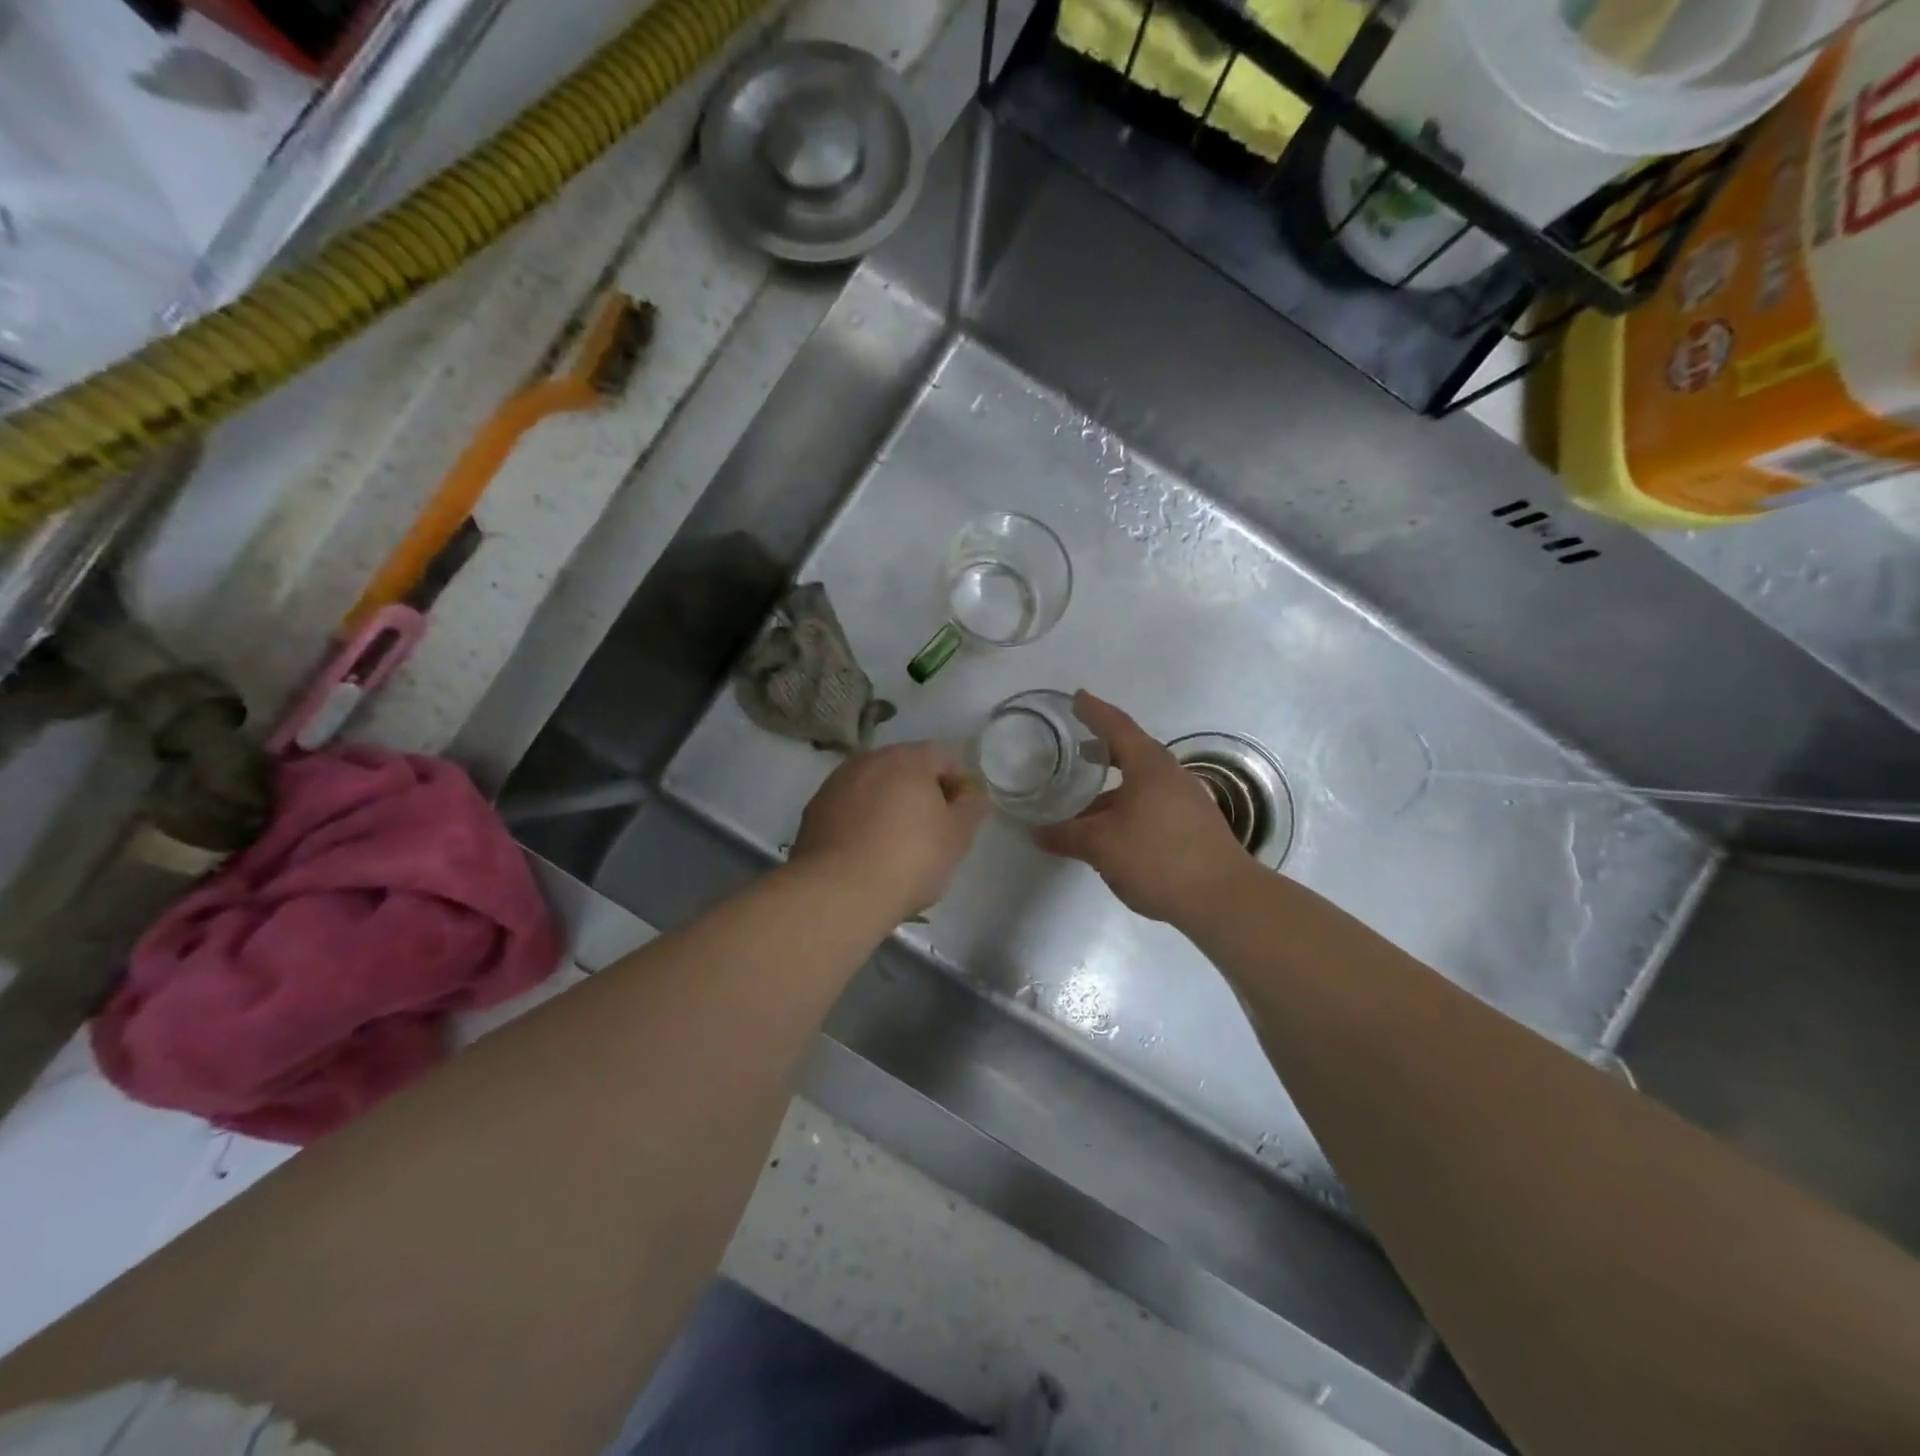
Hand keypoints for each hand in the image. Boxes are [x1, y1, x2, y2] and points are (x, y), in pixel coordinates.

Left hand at [791, 742, 988, 919]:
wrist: (838, 892)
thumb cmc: (909, 859)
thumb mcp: (957, 837)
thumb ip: (971, 809)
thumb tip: (972, 795)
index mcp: (907, 758)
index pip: (944, 757)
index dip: (960, 784)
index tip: (962, 817)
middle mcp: (868, 760)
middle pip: (906, 768)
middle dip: (922, 793)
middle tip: (933, 831)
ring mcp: (836, 783)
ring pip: (874, 787)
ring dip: (889, 805)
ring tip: (897, 845)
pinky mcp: (814, 810)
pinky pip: (849, 807)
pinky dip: (862, 821)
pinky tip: (867, 852)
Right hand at [1033, 692, 1252, 924]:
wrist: (1224, 898)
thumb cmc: (1158, 857)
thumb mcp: (1102, 846)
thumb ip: (1067, 836)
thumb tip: (1036, 833)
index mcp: (1149, 766)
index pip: (1116, 726)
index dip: (1094, 711)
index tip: (1077, 698)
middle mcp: (1171, 775)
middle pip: (1132, 752)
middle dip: (1104, 749)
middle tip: (1078, 748)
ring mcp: (1187, 800)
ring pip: (1142, 783)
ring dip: (1114, 786)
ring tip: (1087, 800)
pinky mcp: (1194, 825)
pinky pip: (1152, 803)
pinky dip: (1128, 806)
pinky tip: (1114, 830)